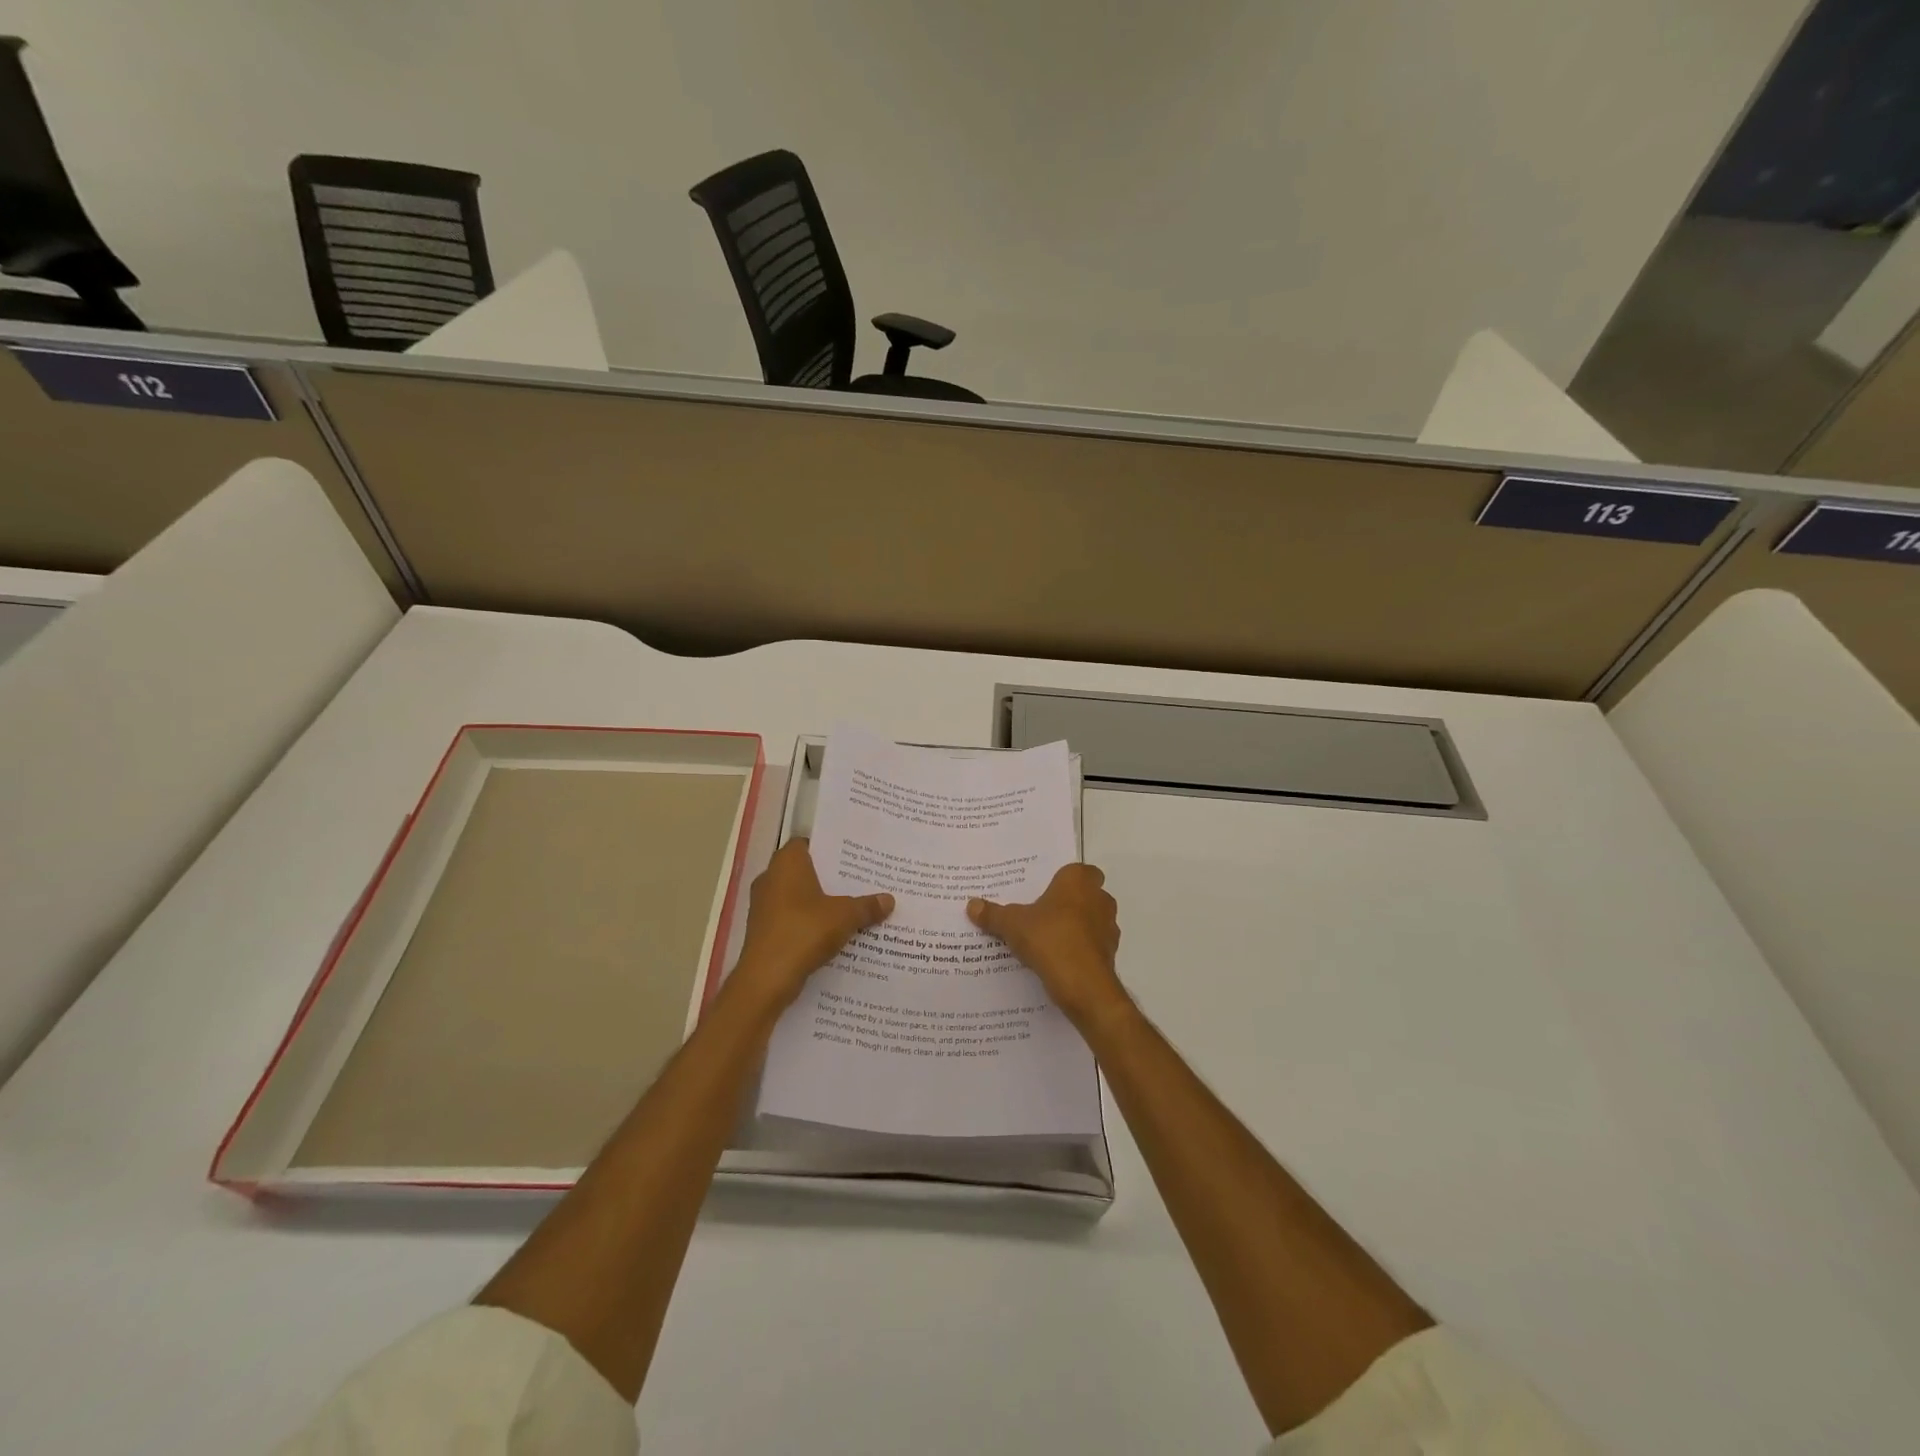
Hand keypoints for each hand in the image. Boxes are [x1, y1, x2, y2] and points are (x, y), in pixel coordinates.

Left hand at [727, 839, 892, 1016]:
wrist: (767, 978)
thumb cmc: (804, 931)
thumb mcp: (845, 916)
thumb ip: (867, 906)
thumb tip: (889, 899)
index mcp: (786, 863)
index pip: (807, 843)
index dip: (828, 849)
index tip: (851, 857)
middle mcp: (770, 878)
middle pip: (804, 871)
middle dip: (829, 878)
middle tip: (859, 882)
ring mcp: (763, 906)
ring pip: (797, 897)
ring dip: (819, 903)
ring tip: (851, 907)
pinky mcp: (763, 930)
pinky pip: (791, 918)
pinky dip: (808, 922)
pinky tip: (833, 933)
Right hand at [967, 863, 1128, 1030]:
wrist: (1083, 984)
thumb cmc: (1049, 938)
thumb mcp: (1012, 925)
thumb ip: (993, 914)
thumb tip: (971, 904)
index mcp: (1078, 881)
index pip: (1078, 870)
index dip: (1064, 879)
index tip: (1044, 890)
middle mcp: (1099, 898)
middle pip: (1086, 894)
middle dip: (1069, 903)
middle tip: (1042, 913)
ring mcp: (1109, 927)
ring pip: (1092, 920)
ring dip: (1076, 927)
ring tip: (1047, 939)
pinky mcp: (1110, 953)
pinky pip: (1092, 945)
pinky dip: (1080, 950)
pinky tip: (1058, 961)